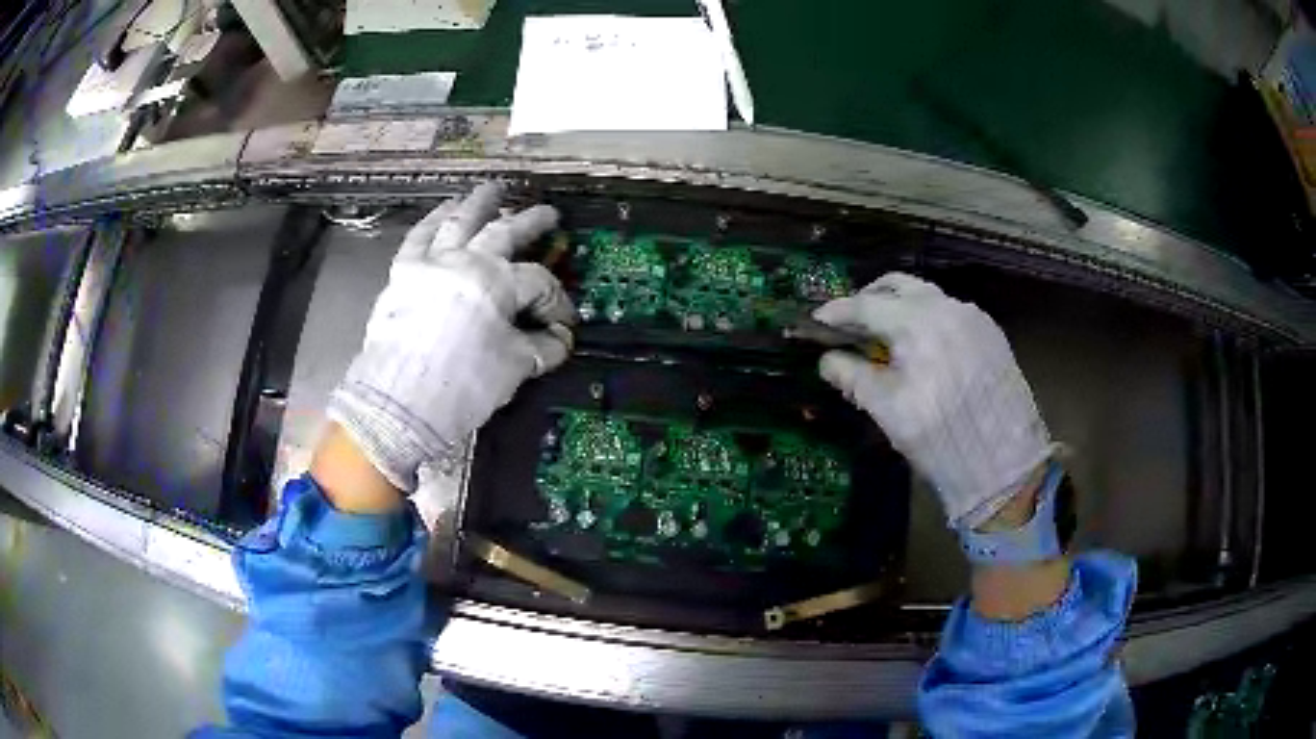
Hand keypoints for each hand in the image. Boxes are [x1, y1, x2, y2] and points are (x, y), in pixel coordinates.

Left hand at [327, 182, 575, 491]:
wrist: (399, 402)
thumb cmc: (462, 384)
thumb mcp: (513, 367)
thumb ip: (540, 348)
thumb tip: (559, 342)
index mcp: (497, 282)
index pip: (538, 283)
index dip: (556, 303)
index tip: (564, 325)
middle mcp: (465, 261)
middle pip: (504, 233)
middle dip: (531, 222)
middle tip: (548, 214)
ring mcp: (431, 263)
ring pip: (458, 221)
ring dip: (479, 203)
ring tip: (493, 190)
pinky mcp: (402, 274)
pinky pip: (419, 237)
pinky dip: (432, 221)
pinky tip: (444, 212)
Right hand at [814, 273, 1051, 528]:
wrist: (1004, 465)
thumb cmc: (940, 439)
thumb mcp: (888, 411)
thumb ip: (853, 377)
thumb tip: (827, 360)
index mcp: (918, 323)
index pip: (867, 304)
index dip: (837, 312)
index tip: (816, 321)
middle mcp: (948, 308)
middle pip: (899, 286)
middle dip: (869, 299)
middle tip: (850, 323)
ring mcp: (974, 318)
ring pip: (927, 296)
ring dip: (900, 308)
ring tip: (885, 336)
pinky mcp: (991, 334)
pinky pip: (950, 312)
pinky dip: (927, 320)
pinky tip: (922, 348)